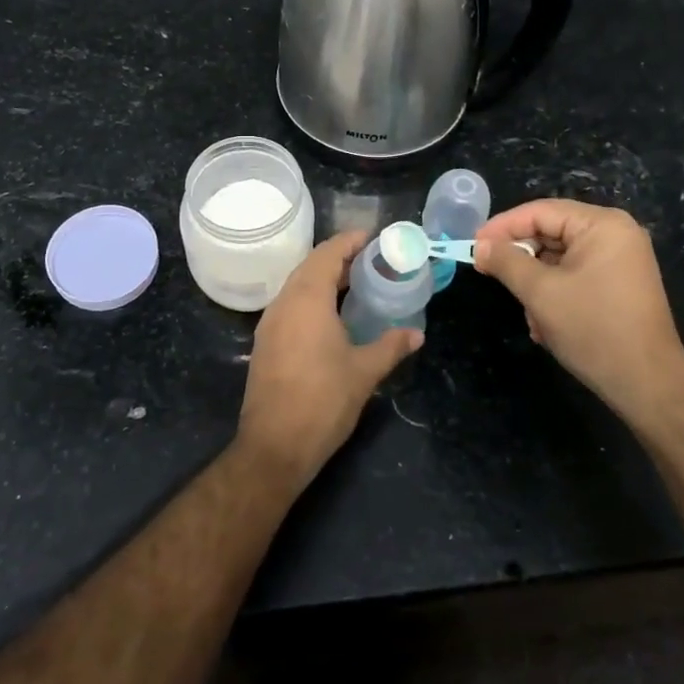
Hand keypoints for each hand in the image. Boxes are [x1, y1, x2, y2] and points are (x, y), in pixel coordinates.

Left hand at [238, 230, 421, 489]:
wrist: (274, 446)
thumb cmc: (323, 401)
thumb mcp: (364, 371)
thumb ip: (391, 346)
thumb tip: (417, 334)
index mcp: (307, 299)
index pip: (328, 253)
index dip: (350, 241)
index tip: (374, 237)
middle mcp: (284, 302)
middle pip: (311, 265)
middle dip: (339, 258)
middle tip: (372, 260)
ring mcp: (270, 323)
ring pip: (298, 286)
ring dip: (324, 278)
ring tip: (356, 284)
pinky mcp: (266, 343)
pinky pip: (291, 306)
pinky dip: (312, 299)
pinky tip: (333, 316)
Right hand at [474, 200, 683, 418]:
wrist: (648, 385)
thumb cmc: (593, 329)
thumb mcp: (541, 292)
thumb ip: (506, 262)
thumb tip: (480, 246)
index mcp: (602, 225)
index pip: (540, 212)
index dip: (502, 227)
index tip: (472, 246)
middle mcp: (615, 234)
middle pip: (551, 233)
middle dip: (521, 260)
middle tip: (489, 274)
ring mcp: (620, 261)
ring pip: (559, 259)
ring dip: (536, 284)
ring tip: (529, 314)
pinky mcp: (619, 285)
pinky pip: (575, 276)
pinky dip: (555, 294)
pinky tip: (545, 325)